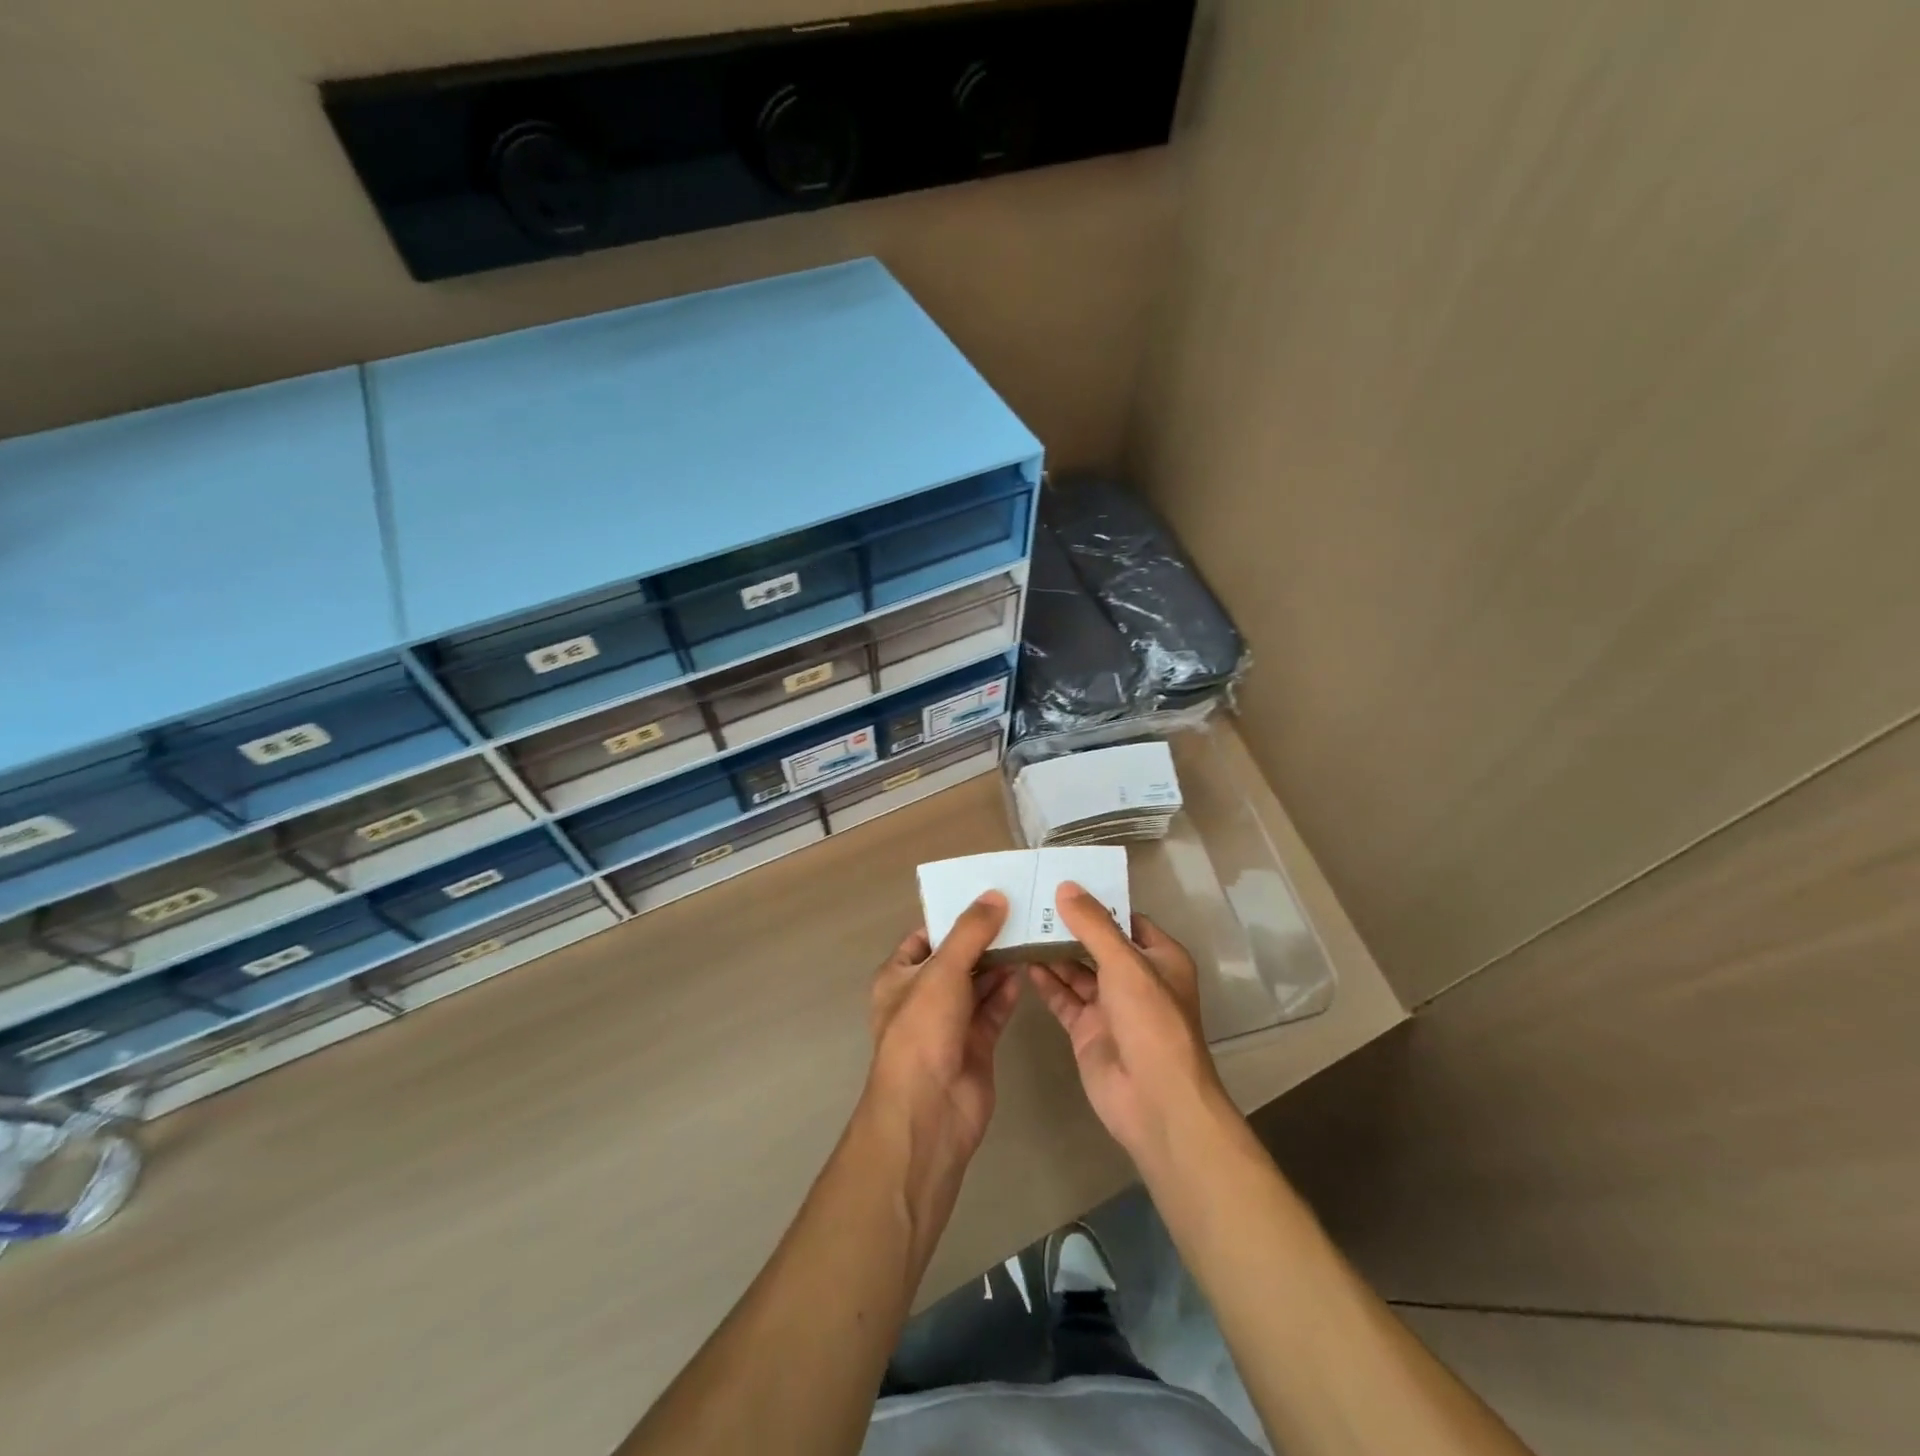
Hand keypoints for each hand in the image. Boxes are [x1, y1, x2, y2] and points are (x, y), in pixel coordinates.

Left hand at [866, 892, 1022, 1160]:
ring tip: (1029, 934)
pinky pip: (993, 1009)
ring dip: (999, 963)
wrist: (929, 1111)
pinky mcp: (975, 1045)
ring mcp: (949, 1023)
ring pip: (977, 984)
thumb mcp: (943, 971)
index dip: (952, 917)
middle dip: (983, 939)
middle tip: (1019, 911)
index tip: (986, 896)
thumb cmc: (923, 1030)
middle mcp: (922, 997)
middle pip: (956, 958)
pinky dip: (1007, 991)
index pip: (925, 937)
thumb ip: (970, 932)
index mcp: (899, 977)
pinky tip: (1027, 970)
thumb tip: (995, 895)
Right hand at [1027, 883, 1225, 1163]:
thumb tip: (1066, 887)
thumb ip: (1094, 925)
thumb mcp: (1125, 964)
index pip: (1126, 919)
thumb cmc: (1151, 1022)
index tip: (1062, 882)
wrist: (1155, 1102)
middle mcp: (1136, 979)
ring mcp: (1111, 1006)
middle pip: (1098, 944)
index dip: (1098, 902)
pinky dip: (1046, 983)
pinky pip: (1064, 999)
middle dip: (1069, 926)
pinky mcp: (1088, 1030)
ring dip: (1053, 952)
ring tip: (1020, 926)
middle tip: (1031, 902)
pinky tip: (1023, 963)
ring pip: (1077, 971)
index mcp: (1160, 958)